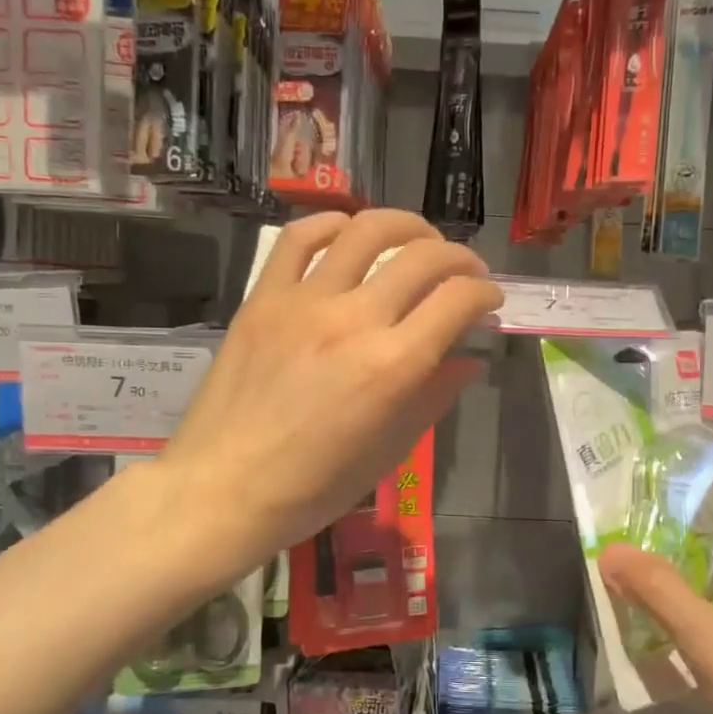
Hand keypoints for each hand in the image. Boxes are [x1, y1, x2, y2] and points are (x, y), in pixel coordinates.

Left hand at [158, 209, 499, 573]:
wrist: (223, 489)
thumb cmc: (314, 486)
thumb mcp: (390, 452)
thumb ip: (433, 398)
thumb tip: (469, 362)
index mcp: (393, 366)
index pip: (457, 300)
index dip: (484, 293)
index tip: (489, 301)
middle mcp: (354, 320)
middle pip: (422, 257)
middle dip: (459, 258)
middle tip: (465, 272)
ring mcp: (304, 302)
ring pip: (365, 231)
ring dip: (405, 227)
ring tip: (417, 240)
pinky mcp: (263, 298)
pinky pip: (298, 239)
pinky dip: (331, 224)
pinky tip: (347, 233)